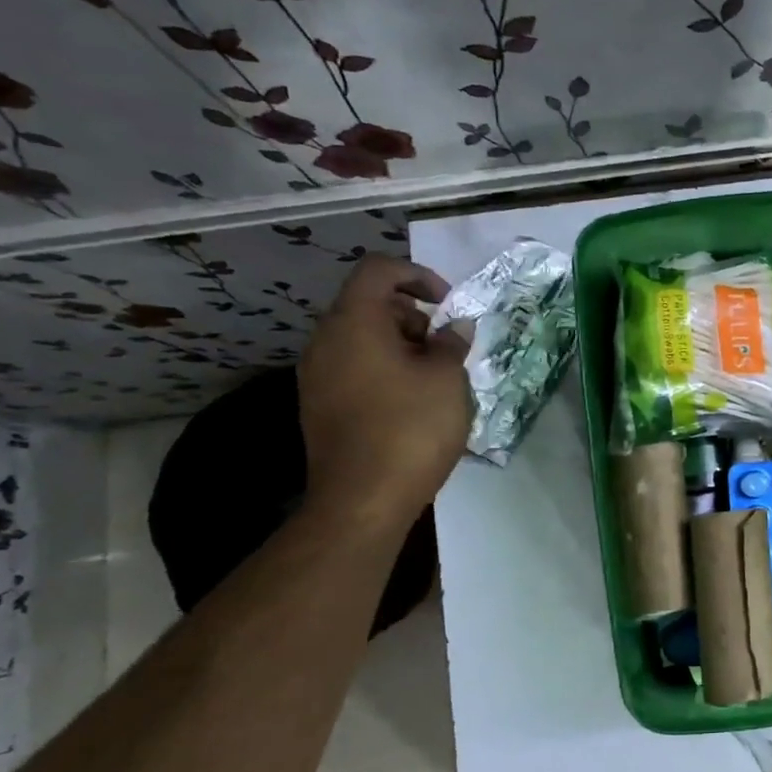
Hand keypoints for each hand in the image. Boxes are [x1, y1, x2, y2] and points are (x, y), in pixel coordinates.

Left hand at [297, 255, 472, 529]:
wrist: (361, 501)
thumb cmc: (410, 429)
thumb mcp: (446, 380)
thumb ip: (451, 344)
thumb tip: (454, 328)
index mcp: (353, 322)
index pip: (379, 270)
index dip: (418, 276)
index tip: (448, 304)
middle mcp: (325, 341)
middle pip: (368, 305)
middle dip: (413, 316)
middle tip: (446, 347)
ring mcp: (316, 376)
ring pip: (361, 339)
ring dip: (401, 345)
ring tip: (435, 378)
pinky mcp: (319, 406)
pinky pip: (353, 368)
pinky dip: (384, 370)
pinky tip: (412, 403)